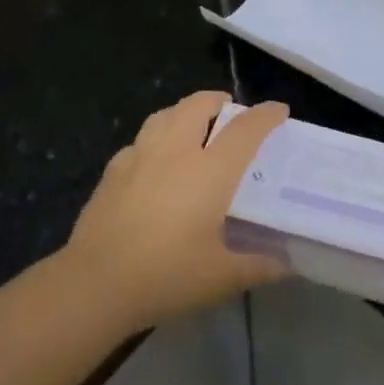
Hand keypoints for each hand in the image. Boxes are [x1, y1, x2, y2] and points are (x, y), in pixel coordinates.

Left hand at [60, 91, 289, 331]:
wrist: (96, 283)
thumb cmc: (167, 275)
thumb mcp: (221, 278)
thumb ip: (258, 267)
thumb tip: (287, 265)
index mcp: (210, 171)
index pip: (244, 129)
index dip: (265, 115)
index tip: (279, 110)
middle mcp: (175, 152)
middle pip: (197, 106)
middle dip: (217, 100)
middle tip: (229, 111)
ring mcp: (139, 157)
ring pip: (164, 115)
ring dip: (184, 111)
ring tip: (193, 124)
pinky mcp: (112, 171)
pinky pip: (139, 140)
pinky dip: (155, 138)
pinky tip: (154, 160)